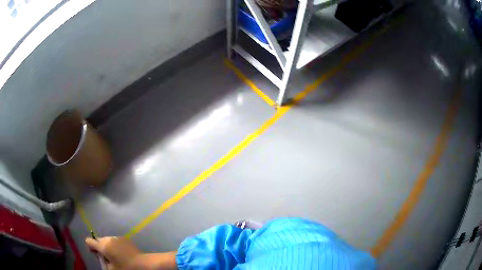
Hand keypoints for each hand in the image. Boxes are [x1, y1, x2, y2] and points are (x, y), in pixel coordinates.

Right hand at [85, 236, 177, 269]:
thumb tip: (101, 256)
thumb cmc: (126, 268)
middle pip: (98, 240)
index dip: (90, 247)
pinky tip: (122, 254)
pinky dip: (115, 246)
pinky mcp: (125, 238)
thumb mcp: (111, 268)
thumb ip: (102, 261)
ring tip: (115, 256)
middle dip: (100, 248)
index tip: (96, 255)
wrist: (144, 264)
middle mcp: (109, 238)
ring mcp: (117, 237)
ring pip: (107, 240)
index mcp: (103, 245)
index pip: (89, 241)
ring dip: (108, 246)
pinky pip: (115, 241)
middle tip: (107, 258)